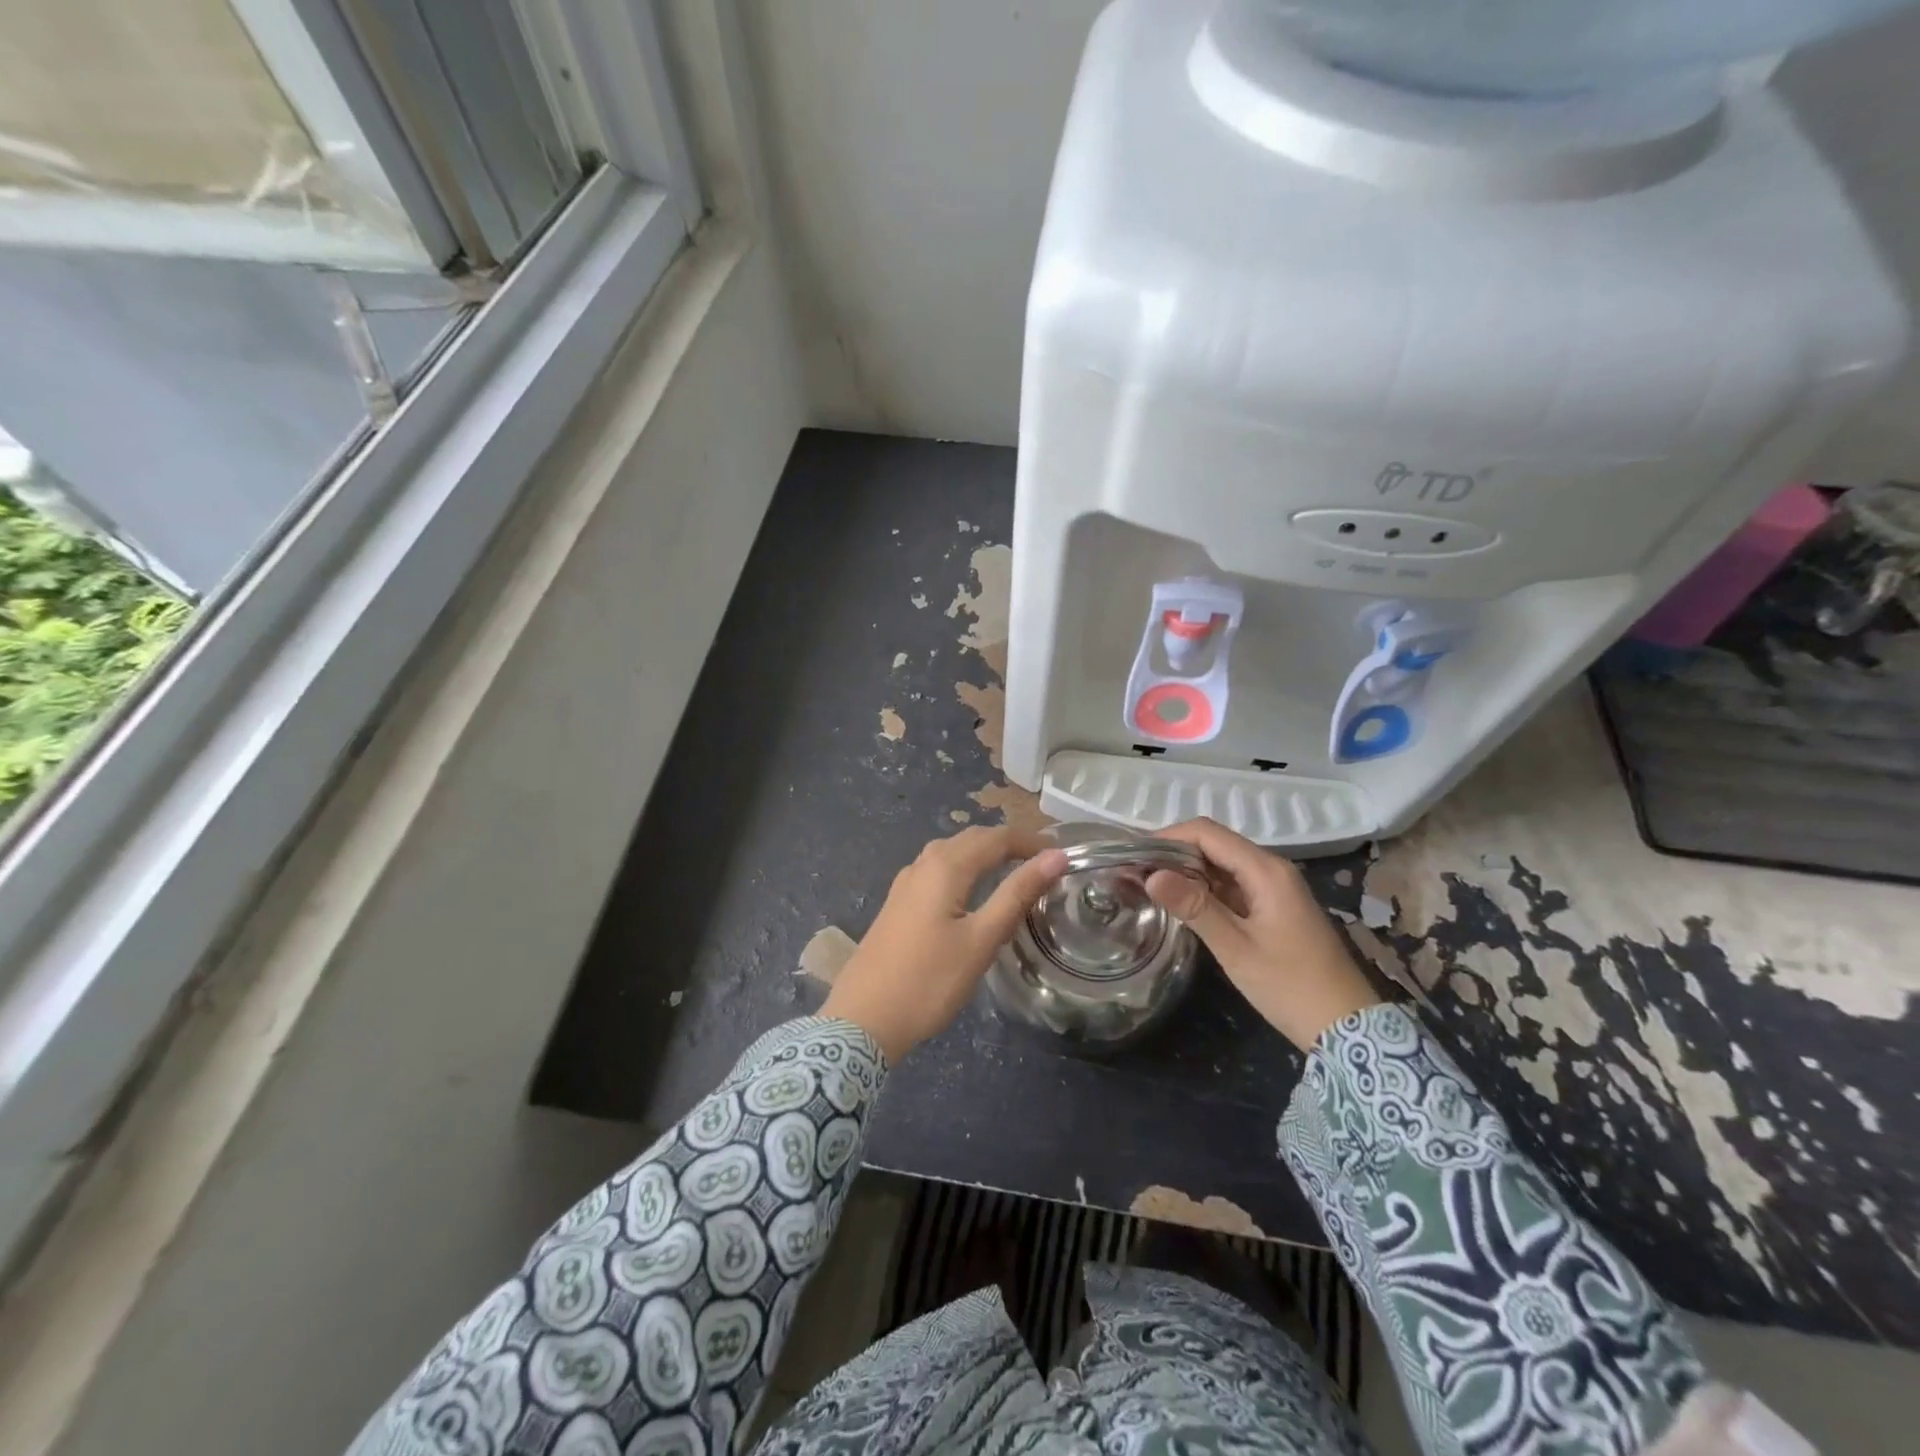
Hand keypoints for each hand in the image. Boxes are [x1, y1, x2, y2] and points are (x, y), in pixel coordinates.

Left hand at [822, 827, 1069, 1062]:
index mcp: (945, 867)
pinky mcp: (897, 904)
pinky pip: (936, 871)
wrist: (862, 1020)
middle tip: (1043, 863)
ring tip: (1013, 872)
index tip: (1062, 856)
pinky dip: (963, 869)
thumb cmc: (929, 981)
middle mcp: (922, 865)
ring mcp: (905, 884)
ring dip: (984, 854)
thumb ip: (1017, 894)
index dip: (1030, 841)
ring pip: (950, 853)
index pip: (996, 837)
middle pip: (971, 839)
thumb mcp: (981, 940)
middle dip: (1008, 843)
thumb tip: (1055, 857)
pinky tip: (970, 893)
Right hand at [1144, 818, 1379, 1051]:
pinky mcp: (1273, 907)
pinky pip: (1231, 884)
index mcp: (1266, 871)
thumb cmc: (1291, 986)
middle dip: (1172, 853)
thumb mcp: (1236, 948)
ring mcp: (1274, 888)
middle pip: (1213, 844)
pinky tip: (1179, 903)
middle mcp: (1271, 869)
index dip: (1167, 837)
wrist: (1347, 1027)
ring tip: (1147, 885)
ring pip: (1221, 864)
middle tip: (1133, 873)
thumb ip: (1194, 907)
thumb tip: (1151, 875)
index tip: (1133, 855)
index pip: (1207, 833)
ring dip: (1186, 870)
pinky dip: (1203, 888)